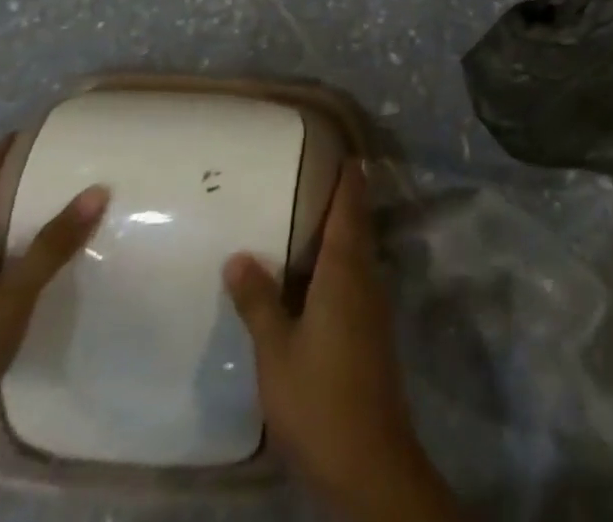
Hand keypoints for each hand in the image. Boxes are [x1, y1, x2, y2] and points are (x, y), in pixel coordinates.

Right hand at [223, 165, 458, 521]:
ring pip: (359, 252)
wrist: (369, 462)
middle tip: (319, 174)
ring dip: (343, 230)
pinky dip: (341, 261)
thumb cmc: (319, 397)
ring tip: (312, 216)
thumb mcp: (276, 350)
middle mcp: (366, 278)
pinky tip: (318, 274)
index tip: (344, 150)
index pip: (350, 209)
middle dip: (345, 199)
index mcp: (344, 270)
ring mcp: (374, 306)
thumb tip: (238, 255)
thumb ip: (258, 301)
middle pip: (357, 226)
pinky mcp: (373, 331)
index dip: (349, 179)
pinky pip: (357, 277)